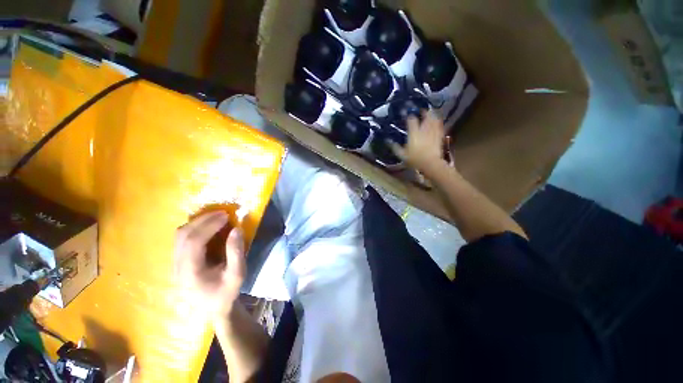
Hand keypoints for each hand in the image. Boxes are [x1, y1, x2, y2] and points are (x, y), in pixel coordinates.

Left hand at [174, 211, 245, 317]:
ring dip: (197, 222)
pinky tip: (208, 226)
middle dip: (203, 220)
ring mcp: (174, 264)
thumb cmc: (225, 293)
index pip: (194, 242)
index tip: (226, 216)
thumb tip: (236, 229)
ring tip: (216, 217)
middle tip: (223, 213)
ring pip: (179, 235)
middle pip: (183, 235)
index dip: (209, 226)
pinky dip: (194, 227)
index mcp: (190, 272)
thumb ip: (236, 252)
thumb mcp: (237, 275)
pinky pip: (181, 238)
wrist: (212, 309)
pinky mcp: (177, 261)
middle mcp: (177, 266)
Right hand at [389, 110, 446, 172]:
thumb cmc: (415, 159)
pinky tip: (437, 121)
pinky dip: (438, 122)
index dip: (409, 115)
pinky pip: (439, 126)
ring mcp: (433, 132)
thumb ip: (395, 147)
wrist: (430, 164)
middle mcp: (424, 130)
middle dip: (423, 112)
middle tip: (421, 110)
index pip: (411, 120)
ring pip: (433, 120)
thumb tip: (388, 141)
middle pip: (425, 116)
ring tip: (429, 113)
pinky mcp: (439, 136)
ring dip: (431, 115)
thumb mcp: (401, 155)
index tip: (406, 113)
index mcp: (414, 133)